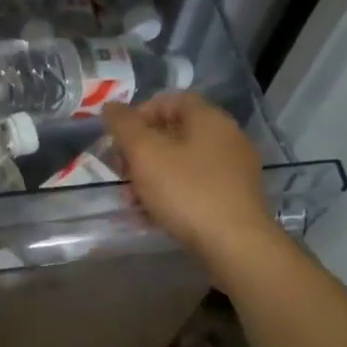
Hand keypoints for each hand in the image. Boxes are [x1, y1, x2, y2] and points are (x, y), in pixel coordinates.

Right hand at [104, 92, 275, 265]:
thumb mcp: (145, 153)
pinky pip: (196, 185)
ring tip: (132, 198)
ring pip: (183, 162)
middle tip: (122, 170)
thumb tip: (110, 107)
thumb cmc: (186, 191)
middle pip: (175, 132)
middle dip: (142, 149)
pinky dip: (173, 193)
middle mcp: (227, 138)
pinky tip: (154, 214)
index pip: (171, 100)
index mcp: (209, 119)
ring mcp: (234, 170)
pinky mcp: (235, 198)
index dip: (140, 113)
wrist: (236, 246)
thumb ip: (124, 125)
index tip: (120, 137)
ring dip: (153, 175)